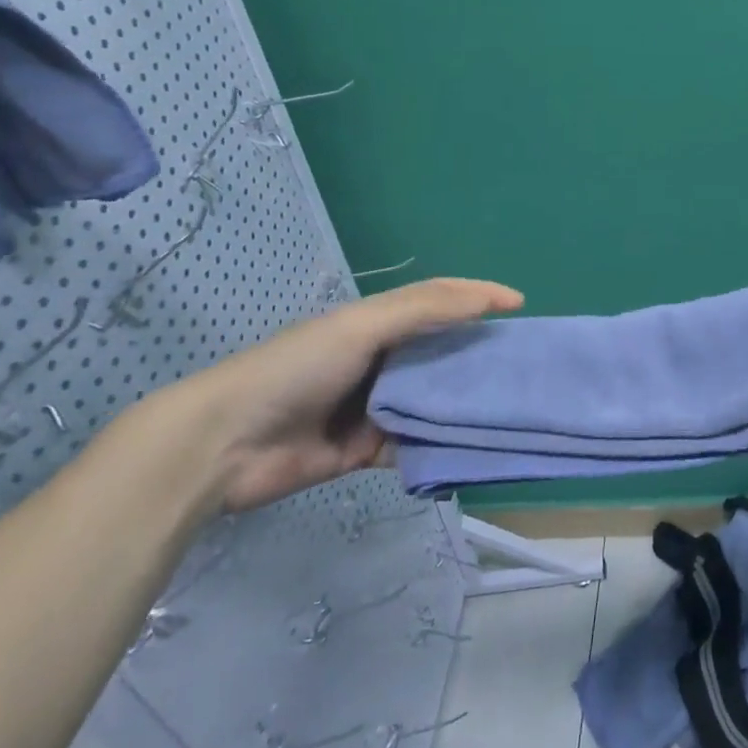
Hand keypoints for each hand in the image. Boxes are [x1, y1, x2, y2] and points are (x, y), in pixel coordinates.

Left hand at [146, 278, 523, 513]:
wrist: (225, 445)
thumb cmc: (297, 368)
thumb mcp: (363, 326)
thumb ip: (426, 309)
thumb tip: (490, 299)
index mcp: (377, 322)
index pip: (439, 301)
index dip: (478, 297)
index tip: (520, 305)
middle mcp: (380, 360)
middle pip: (440, 353)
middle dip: (478, 355)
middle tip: (522, 363)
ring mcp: (373, 407)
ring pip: (431, 401)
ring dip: (460, 404)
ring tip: (506, 406)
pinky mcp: (364, 450)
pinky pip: (412, 445)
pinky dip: (435, 447)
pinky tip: (466, 449)